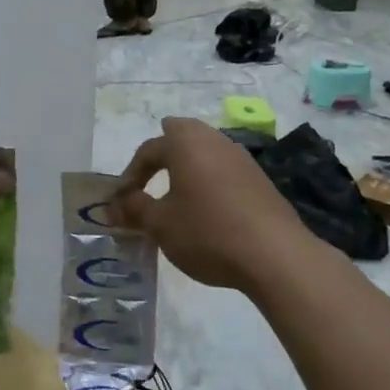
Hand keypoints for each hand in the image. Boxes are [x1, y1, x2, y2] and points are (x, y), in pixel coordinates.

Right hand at [111, 118, 311, 293]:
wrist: (275, 255)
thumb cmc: (208, 232)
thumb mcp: (161, 224)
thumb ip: (134, 209)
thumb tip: (114, 205)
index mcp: (186, 144)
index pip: (149, 149)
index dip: (131, 174)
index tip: (123, 201)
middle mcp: (214, 141)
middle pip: (182, 134)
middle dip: (163, 153)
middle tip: (150, 177)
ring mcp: (242, 158)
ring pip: (206, 150)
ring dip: (188, 166)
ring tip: (177, 194)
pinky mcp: (260, 180)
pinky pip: (225, 169)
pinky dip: (210, 180)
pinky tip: (208, 208)